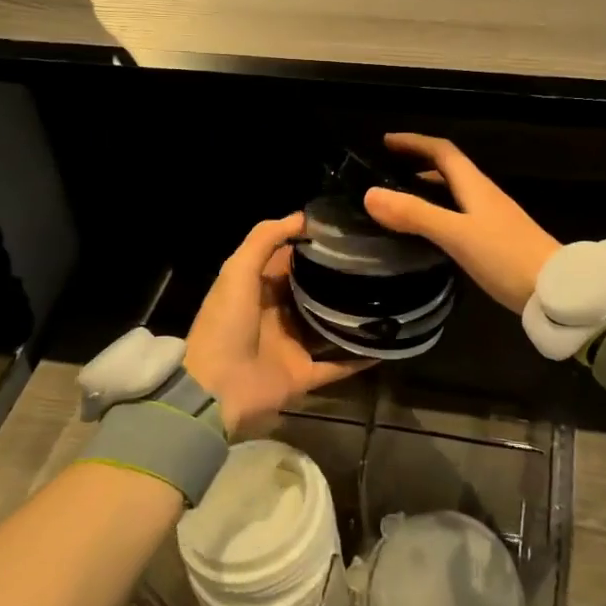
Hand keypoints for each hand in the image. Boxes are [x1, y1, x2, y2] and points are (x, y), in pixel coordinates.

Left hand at [183, 214, 370, 437]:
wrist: (215, 388)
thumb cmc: (226, 323)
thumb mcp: (238, 270)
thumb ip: (265, 239)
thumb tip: (304, 217)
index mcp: (259, 289)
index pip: (291, 261)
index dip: (315, 245)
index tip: (350, 232)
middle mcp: (278, 315)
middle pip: (314, 292)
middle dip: (340, 279)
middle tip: (378, 260)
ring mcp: (292, 346)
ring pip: (329, 326)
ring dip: (353, 316)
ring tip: (390, 296)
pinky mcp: (304, 375)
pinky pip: (338, 365)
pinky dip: (359, 358)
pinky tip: (387, 343)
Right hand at [361, 133, 560, 312]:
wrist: (555, 290)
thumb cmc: (505, 256)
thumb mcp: (456, 234)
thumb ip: (415, 214)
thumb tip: (370, 194)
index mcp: (475, 187)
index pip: (443, 152)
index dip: (416, 143)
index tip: (387, 141)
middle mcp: (485, 196)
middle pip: (450, 169)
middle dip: (420, 163)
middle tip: (390, 169)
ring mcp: (494, 218)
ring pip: (456, 193)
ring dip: (430, 188)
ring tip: (403, 198)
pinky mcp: (498, 241)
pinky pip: (461, 215)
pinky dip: (441, 212)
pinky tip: (432, 232)